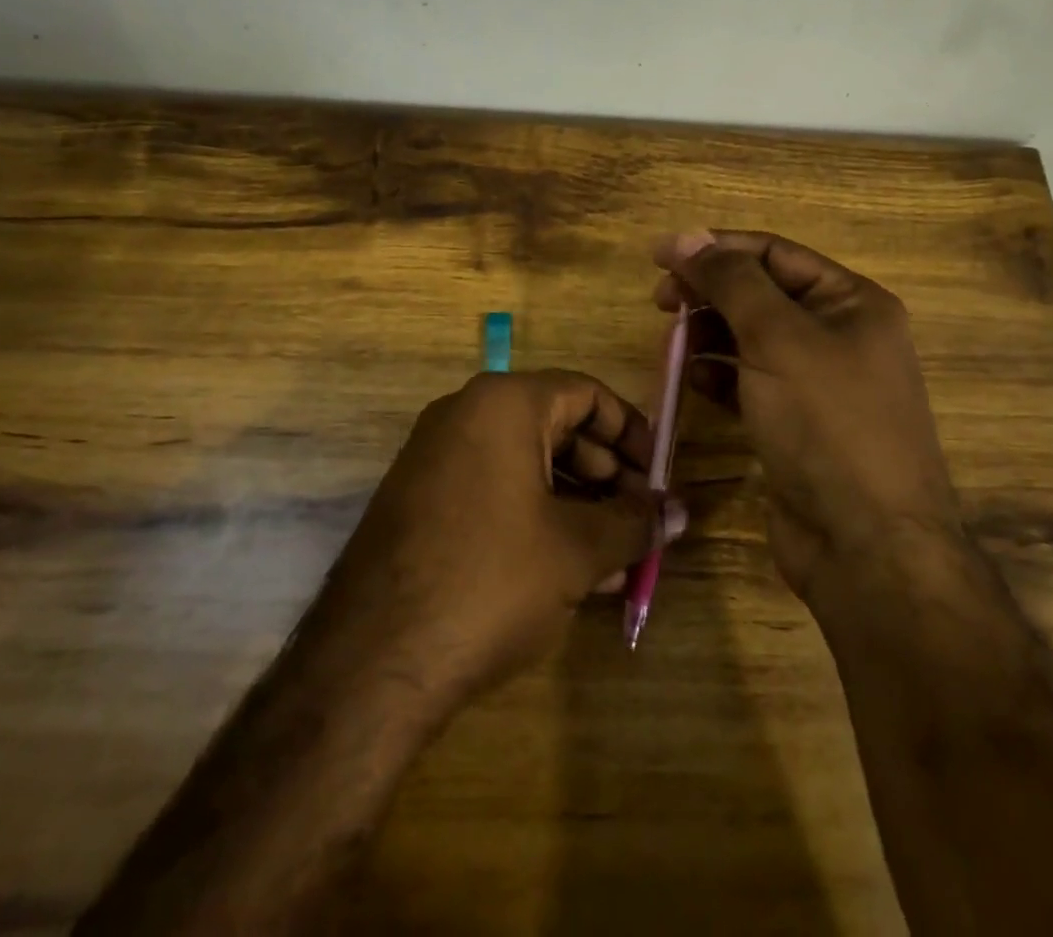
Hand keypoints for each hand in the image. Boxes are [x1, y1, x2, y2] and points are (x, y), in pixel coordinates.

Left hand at [326, 371, 681, 703]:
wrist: (373, 660)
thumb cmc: (492, 579)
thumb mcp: (577, 549)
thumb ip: (634, 524)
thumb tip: (679, 512)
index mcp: (503, 403)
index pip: (586, 393)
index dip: (631, 431)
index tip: (658, 474)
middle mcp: (465, 415)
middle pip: (556, 426)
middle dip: (607, 474)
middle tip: (640, 519)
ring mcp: (436, 457)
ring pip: (525, 463)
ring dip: (577, 502)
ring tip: (614, 554)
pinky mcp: (420, 501)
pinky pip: (494, 490)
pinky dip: (536, 516)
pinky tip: (567, 567)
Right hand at [652, 230, 961, 606]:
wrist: (867, 547)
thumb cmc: (827, 424)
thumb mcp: (778, 338)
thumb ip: (731, 281)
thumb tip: (686, 237)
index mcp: (851, 302)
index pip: (773, 253)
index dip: (715, 248)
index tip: (659, 256)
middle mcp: (839, 335)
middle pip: (760, 293)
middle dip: (709, 292)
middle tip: (660, 302)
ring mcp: (818, 383)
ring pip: (750, 338)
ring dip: (709, 333)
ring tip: (673, 343)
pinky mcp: (796, 423)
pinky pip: (749, 381)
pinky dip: (719, 374)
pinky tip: (694, 380)